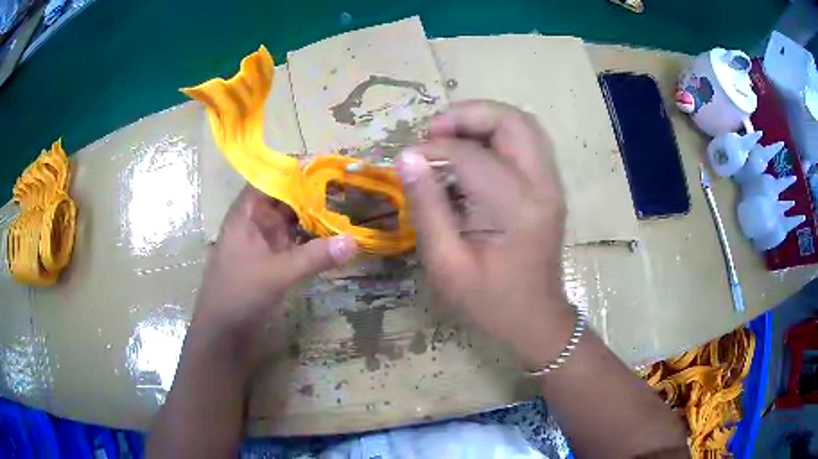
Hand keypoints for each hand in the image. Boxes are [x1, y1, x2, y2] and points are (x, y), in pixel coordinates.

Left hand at [190, 186, 357, 371]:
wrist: (222, 336)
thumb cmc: (239, 296)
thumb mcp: (277, 274)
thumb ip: (315, 257)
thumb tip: (354, 241)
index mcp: (247, 214)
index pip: (271, 179)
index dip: (297, 170)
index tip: (330, 167)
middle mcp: (256, 223)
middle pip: (286, 198)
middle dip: (314, 193)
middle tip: (350, 187)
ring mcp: (265, 244)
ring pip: (293, 222)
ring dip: (316, 217)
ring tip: (349, 207)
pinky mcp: (273, 263)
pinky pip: (296, 243)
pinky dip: (313, 240)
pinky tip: (335, 239)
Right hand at [398, 100, 571, 367]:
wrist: (536, 320)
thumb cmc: (489, 302)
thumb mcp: (446, 265)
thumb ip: (427, 208)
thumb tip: (407, 157)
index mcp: (517, 209)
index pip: (473, 156)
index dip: (435, 150)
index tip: (408, 160)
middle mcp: (543, 187)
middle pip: (514, 121)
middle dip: (470, 114)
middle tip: (434, 131)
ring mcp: (551, 185)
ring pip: (524, 125)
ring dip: (485, 120)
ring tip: (449, 136)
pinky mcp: (549, 188)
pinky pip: (527, 143)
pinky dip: (497, 136)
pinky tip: (471, 153)